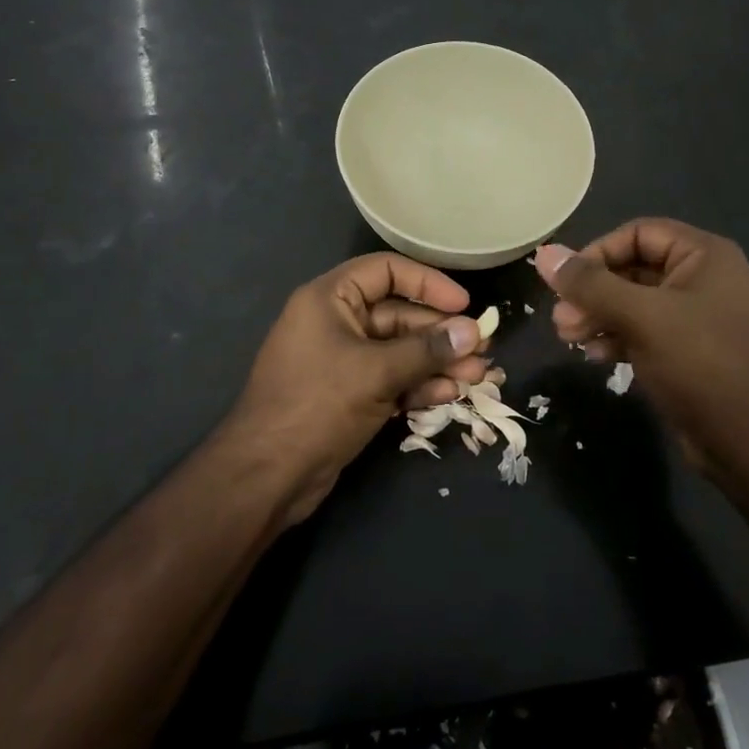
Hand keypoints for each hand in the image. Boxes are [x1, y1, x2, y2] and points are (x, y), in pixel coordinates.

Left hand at [219, 253, 488, 523]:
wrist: (266, 477)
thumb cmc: (317, 405)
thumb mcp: (376, 372)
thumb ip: (427, 350)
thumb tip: (473, 331)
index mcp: (330, 299)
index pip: (386, 271)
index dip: (428, 283)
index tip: (464, 303)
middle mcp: (336, 322)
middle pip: (399, 315)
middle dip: (441, 333)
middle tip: (482, 348)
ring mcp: (342, 361)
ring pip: (399, 351)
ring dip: (437, 362)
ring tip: (477, 375)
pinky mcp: (348, 394)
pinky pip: (390, 379)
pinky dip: (417, 385)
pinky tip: (448, 395)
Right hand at [533, 220, 748, 492]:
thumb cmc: (700, 364)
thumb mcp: (642, 317)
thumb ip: (591, 285)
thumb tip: (544, 254)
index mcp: (704, 255)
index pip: (638, 233)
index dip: (598, 252)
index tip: (567, 282)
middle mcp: (702, 278)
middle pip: (632, 268)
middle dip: (593, 292)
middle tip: (560, 319)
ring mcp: (696, 317)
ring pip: (634, 303)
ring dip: (598, 316)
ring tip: (568, 338)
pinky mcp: (687, 351)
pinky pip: (643, 330)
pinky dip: (616, 337)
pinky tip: (595, 355)